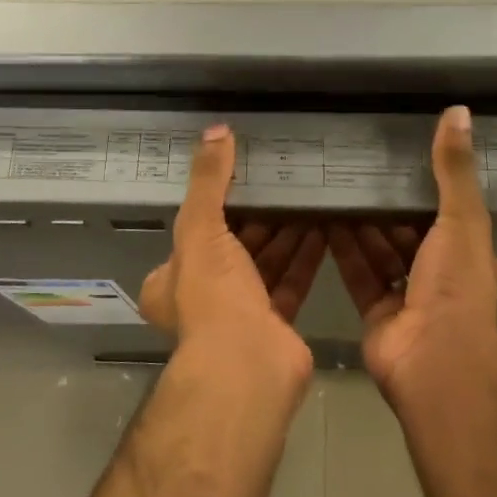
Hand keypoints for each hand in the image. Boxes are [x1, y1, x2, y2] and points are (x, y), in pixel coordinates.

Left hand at [140, 126, 322, 385]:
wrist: (248, 365)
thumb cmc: (212, 295)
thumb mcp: (200, 228)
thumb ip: (209, 180)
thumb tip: (216, 130)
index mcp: (171, 278)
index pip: (193, 230)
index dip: (218, 203)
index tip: (243, 176)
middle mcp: (201, 296)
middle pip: (233, 246)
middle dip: (259, 216)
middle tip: (283, 181)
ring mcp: (240, 313)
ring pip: (264, 263)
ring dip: (285, 233)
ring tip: (308, 197)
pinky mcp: (275, 323)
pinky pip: (291, 280)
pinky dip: (305, 256)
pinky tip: (325, 228)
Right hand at [328, 106, 496, 399]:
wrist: (434, 360)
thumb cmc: (455, 285)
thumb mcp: (461, 219)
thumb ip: (454, 170)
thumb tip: (459, 111)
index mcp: (467, 254)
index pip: (445, 212)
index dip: (423, 187)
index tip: (396, 157)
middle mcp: (439, 275)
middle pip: (407, 232)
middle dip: (384, 205)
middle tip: (354, 167)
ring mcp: (406, 297)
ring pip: (379, 251)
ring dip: (360, 224)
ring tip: (333, 186)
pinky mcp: (375, 313)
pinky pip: (357, 273)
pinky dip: (342, 250)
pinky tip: (322, 220)